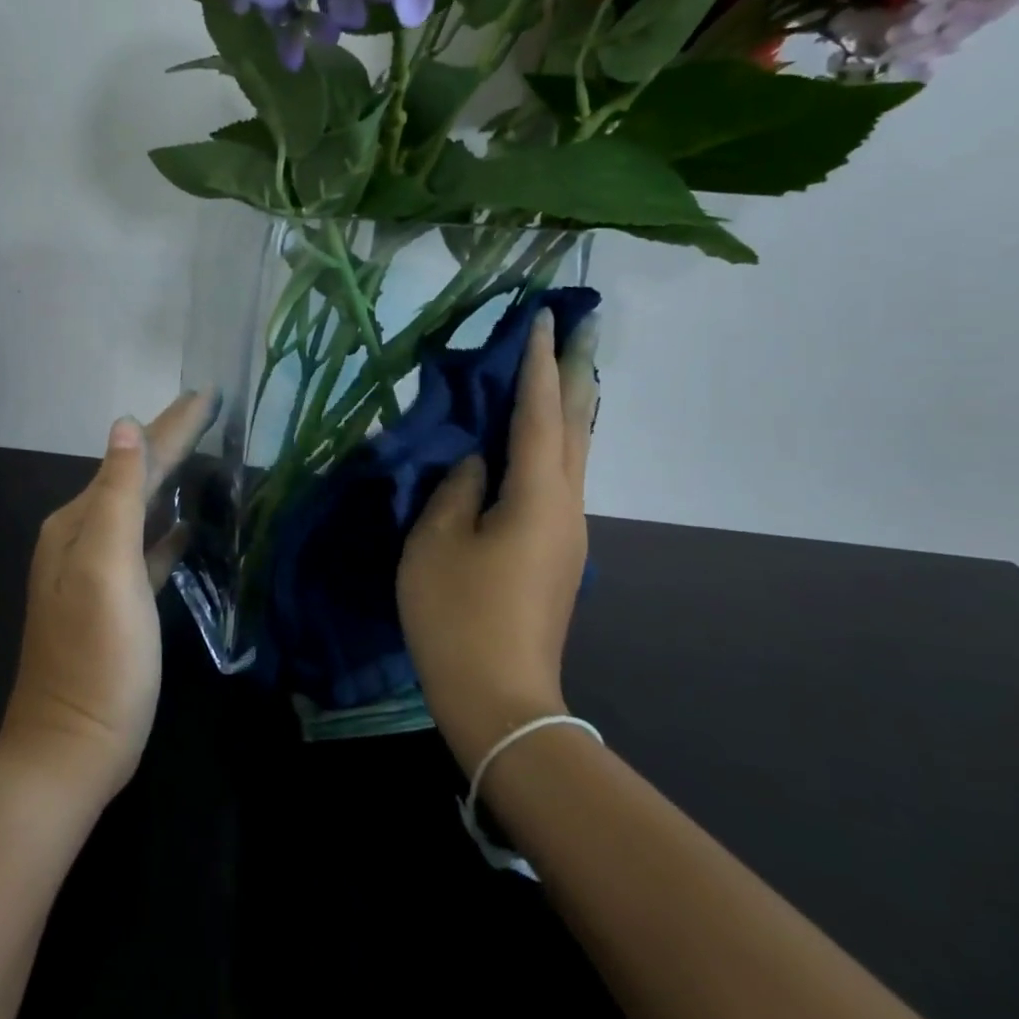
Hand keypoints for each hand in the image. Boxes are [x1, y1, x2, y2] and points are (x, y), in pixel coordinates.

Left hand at [0, 392, 213, 799]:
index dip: (171, 425)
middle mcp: (82, 538)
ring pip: (141, 508)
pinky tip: (187, 525)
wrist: (71, 748)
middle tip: (208, 409)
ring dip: (169, 479)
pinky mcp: (118, 603)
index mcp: (78, 524)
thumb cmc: (96, 657)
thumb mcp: (105, 570)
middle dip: (170, 441)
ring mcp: (98, 572)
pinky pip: (147, 549)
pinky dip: (166, 529)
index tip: (207, 392)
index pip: (132, 458)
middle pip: (135, 476)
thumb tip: (125, 427)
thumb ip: (116, 496)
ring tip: (202, 453)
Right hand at [397, 309, 598, 770]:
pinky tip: (539, 438)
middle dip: (576, 373)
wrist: (500, 700)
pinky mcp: (558, 553)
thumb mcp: (436, 542)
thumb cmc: (458, 616)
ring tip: (561, 370)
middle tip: (581, 329)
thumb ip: (456, 488)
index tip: (544, 318)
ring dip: (567, 407)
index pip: (539, 412)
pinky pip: (560, 479)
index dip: (538, 363)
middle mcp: (567, 506)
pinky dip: (553, 443)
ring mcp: (568, 532)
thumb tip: (477, 461)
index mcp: (538, 496)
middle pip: (575, 425)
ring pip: (573, 453)